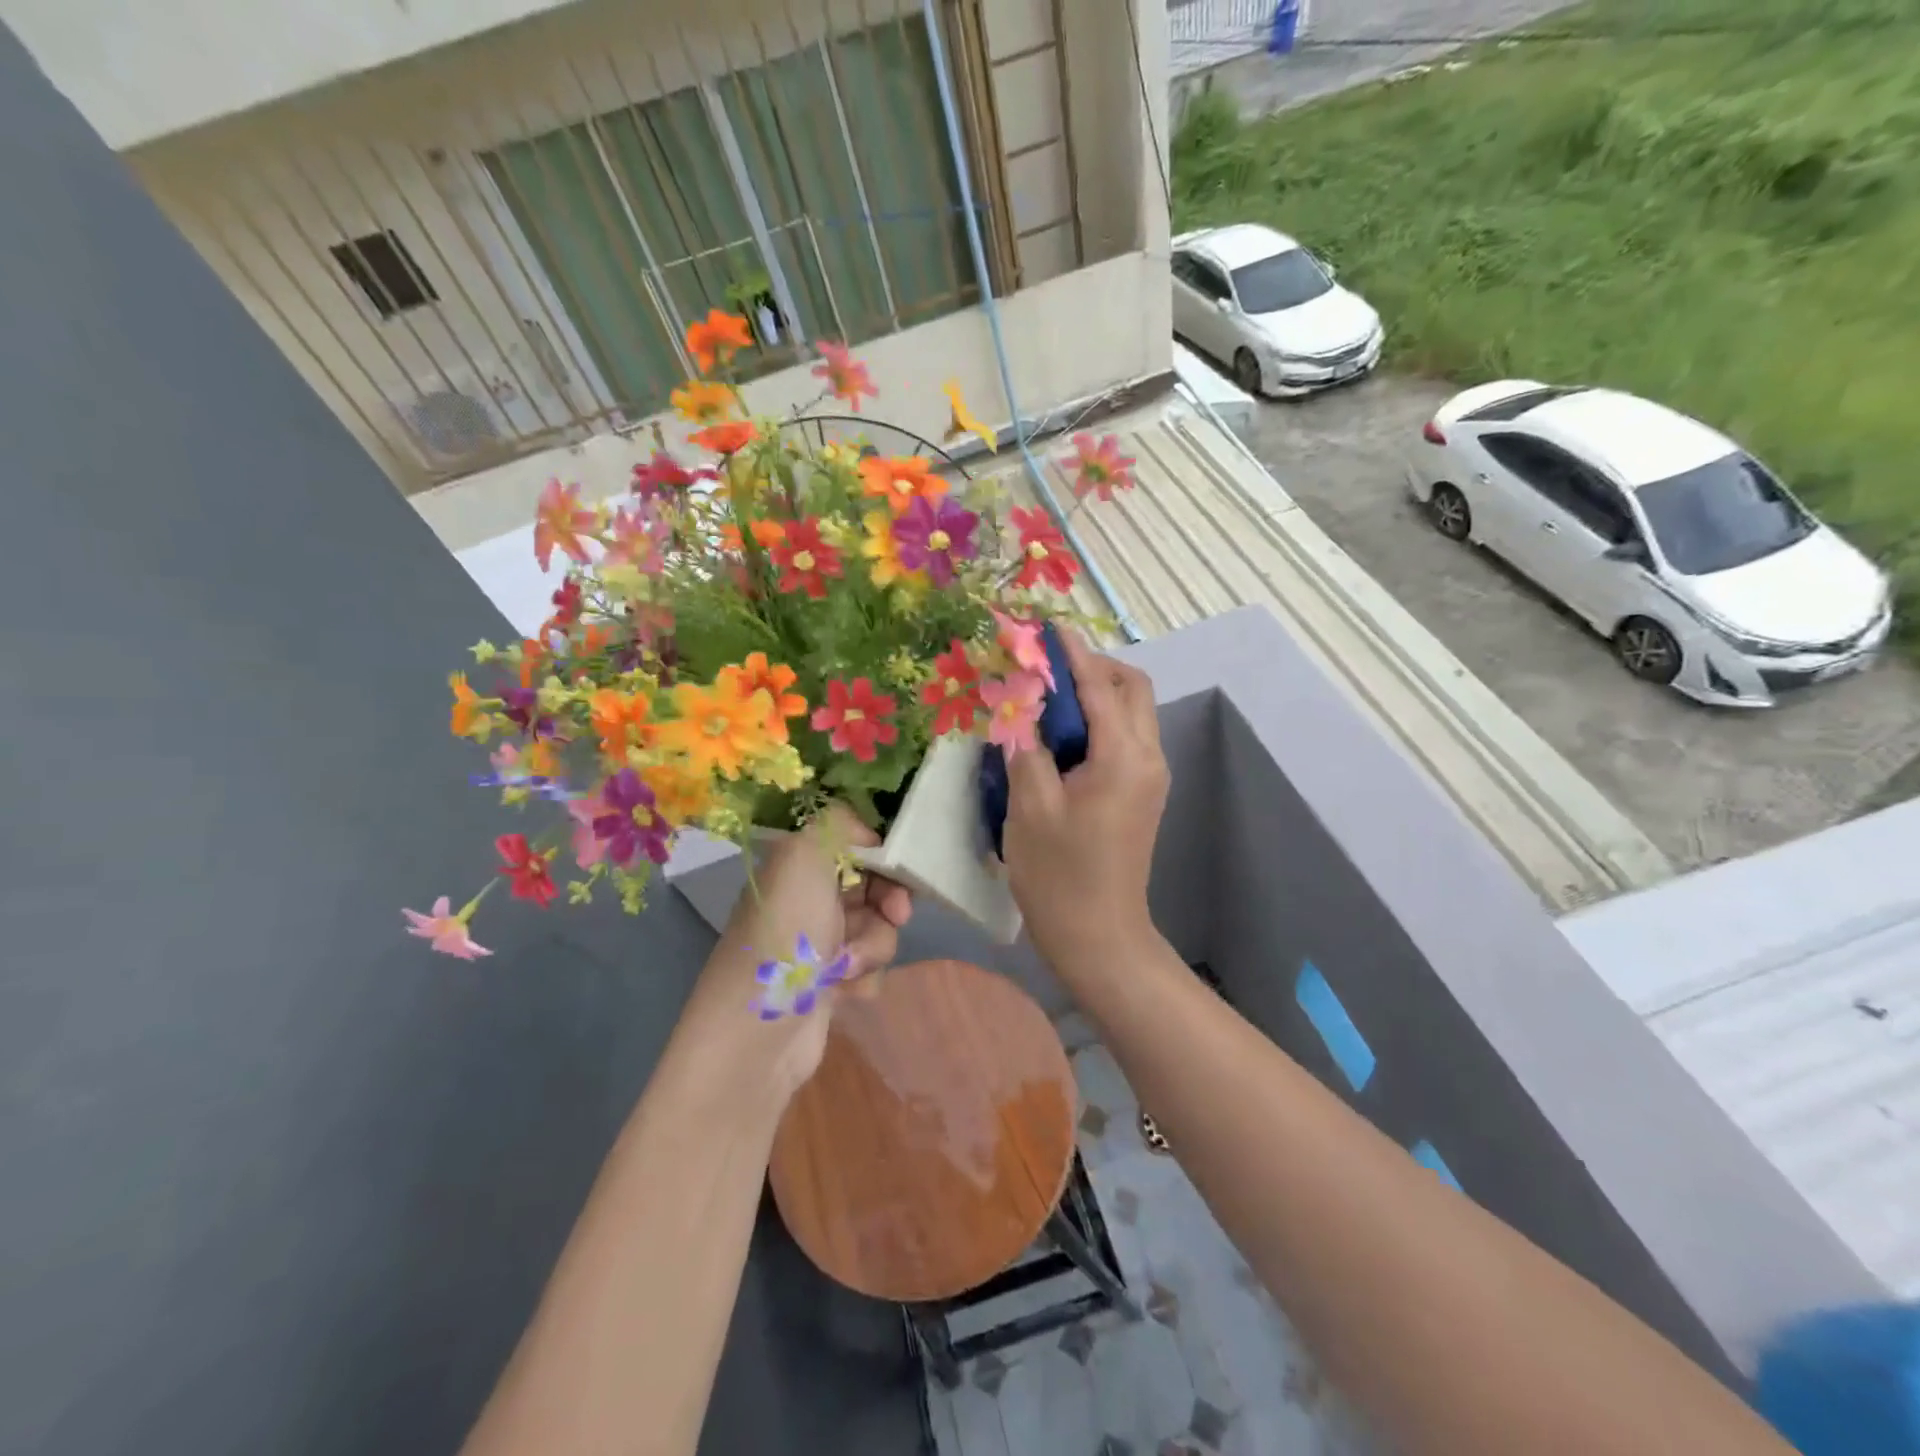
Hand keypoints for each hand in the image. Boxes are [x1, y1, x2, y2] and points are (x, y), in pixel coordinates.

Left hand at [685, 804, 911, 1097]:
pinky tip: (844, 991)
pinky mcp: (828, 983)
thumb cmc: (785, 934)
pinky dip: (864, 977)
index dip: (883, 857)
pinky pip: (869, 967)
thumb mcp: (802, 856)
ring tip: (847, 967)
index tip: (899, 872)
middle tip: (895, 916)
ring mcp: (817, 943)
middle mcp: (806, 899)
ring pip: (877, 929)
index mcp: (797, 865)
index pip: (854, 846)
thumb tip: (868, 836)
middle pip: (872, 887)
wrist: (759, 1031)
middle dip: (887, 904)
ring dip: (873, 946)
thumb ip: (838, 824)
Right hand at [1003, 630, 1168, 975]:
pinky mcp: (1142, 793)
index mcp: (1123, 757)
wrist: (1099, 937)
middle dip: (1092, 668)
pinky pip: (1125, 738)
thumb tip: (1020, 704)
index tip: (1046, 626)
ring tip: (1046, 699)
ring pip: (1131, 712)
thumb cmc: (1058, 875)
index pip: (1100, 685)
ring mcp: (1150, 777)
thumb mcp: (1030, 806)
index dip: (1071, 653)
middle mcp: (1148, 757)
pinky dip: (1098, 722)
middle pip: (1131, 689)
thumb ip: (1026, 745)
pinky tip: (1060, 736)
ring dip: (1095, 694)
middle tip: (1045, 670)